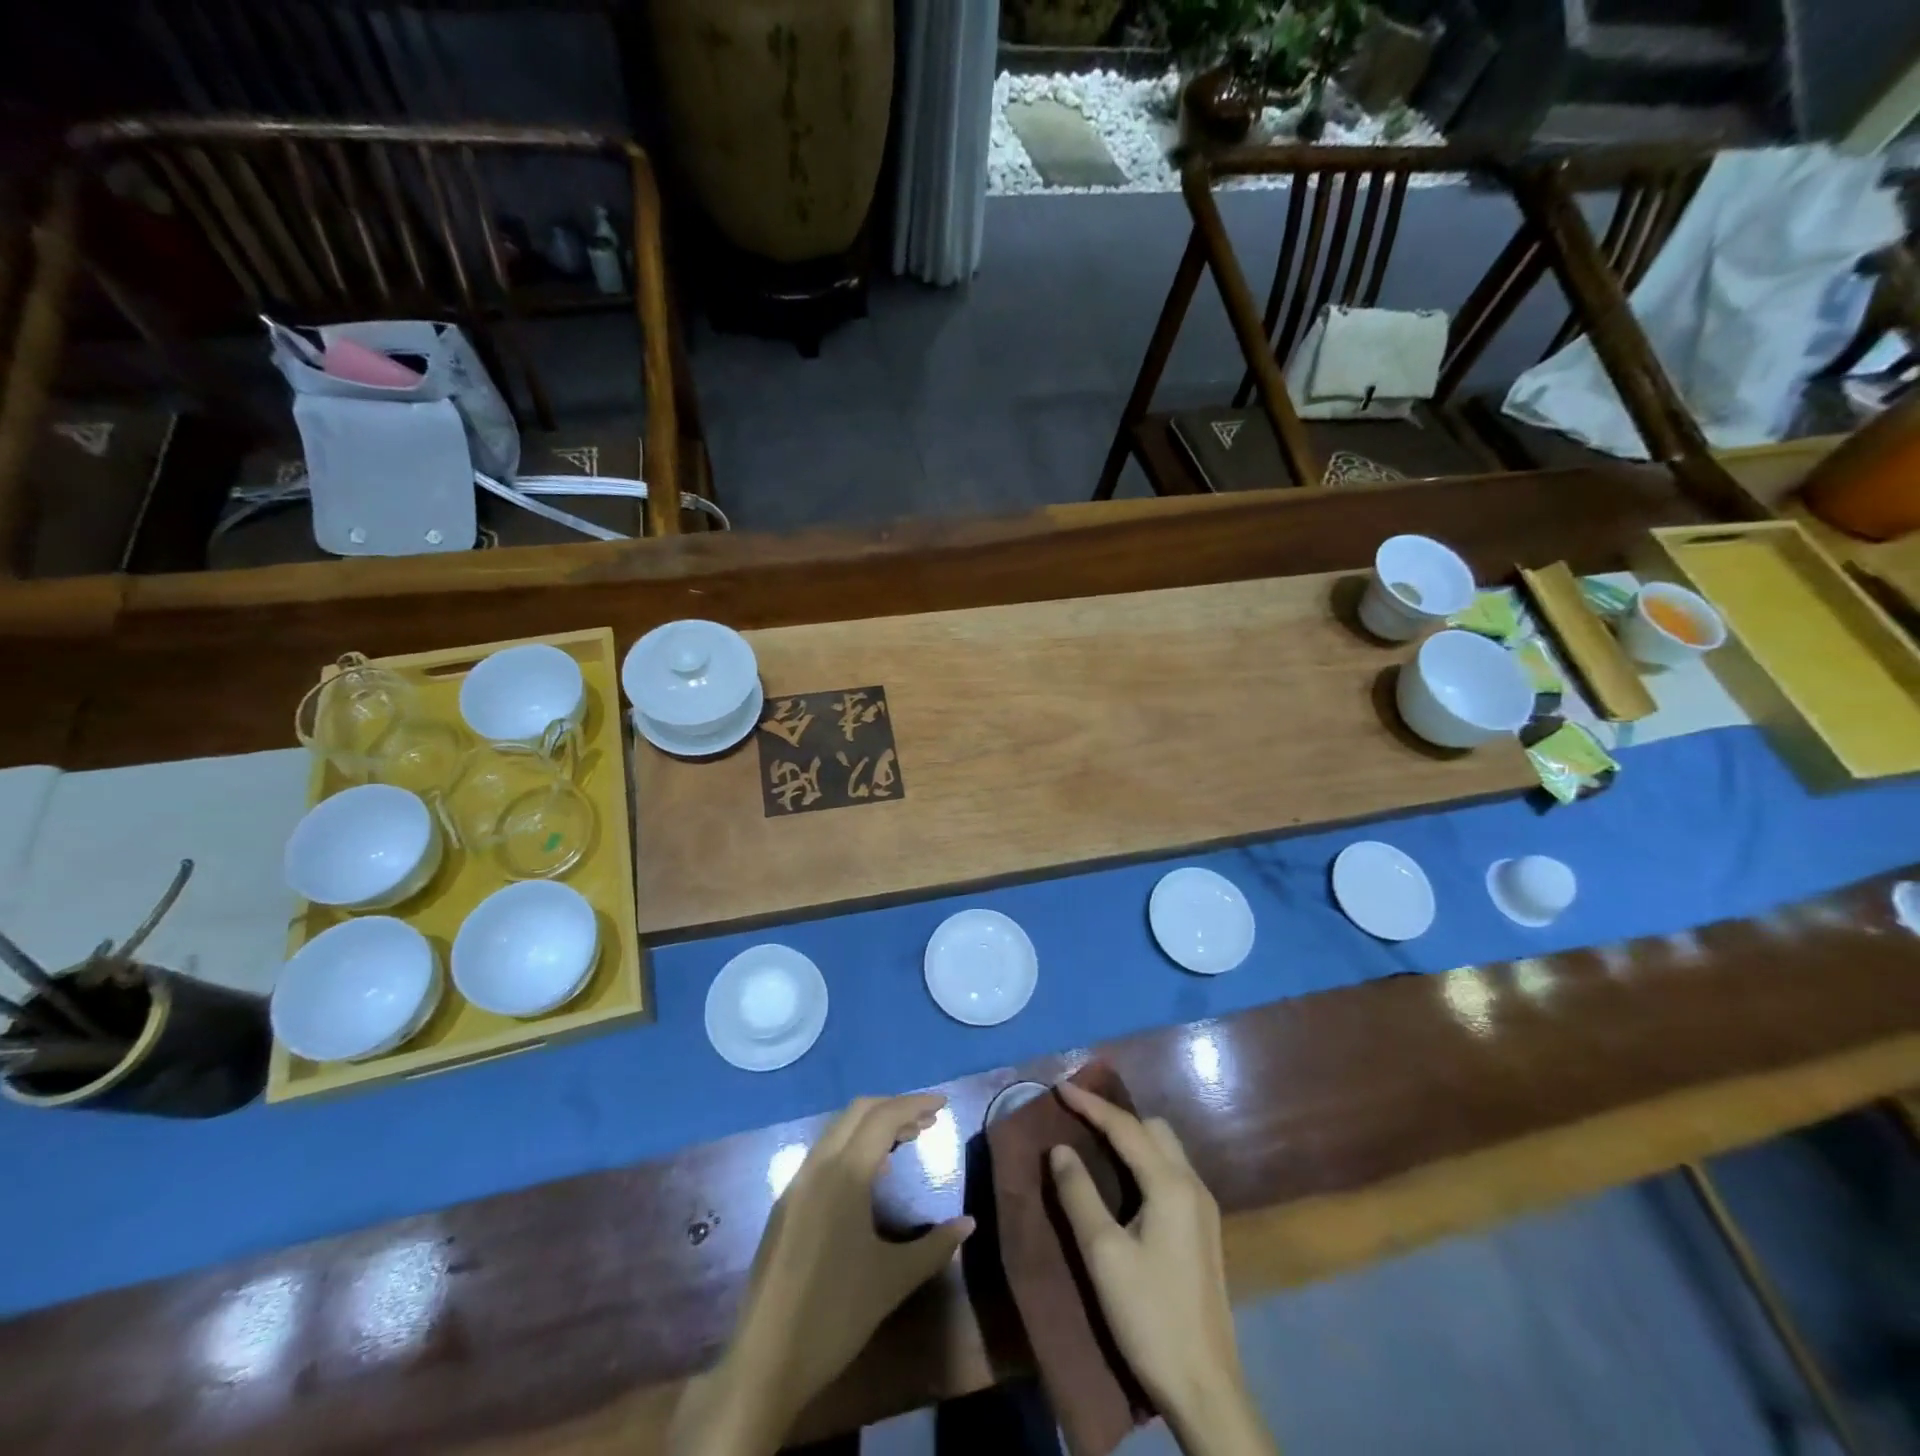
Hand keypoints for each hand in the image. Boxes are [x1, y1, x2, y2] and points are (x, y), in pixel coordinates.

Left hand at [669, 1094, 973, 1455]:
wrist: (765, 1362)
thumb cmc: (836, 1316)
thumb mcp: (894, 1280)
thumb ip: (936, 1247)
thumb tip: (969, 1223)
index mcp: (845, 1174)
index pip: (884, 1118)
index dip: (915, 1104)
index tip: (943, 1103)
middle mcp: (818, 1166)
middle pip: (858, 1112)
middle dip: (895, 1108)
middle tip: (928, 1121)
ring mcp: (797, 1184)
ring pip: (838, 1130)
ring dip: (872, 1126)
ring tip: (905, 1141)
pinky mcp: (786, 1204)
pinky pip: (824, 1154)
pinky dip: (853, 1146)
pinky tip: (871, 1174)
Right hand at [1050, 1082, 1272, 1455]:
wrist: (1206, 1389)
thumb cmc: (1150, 1317)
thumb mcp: (1103, 1255)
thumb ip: (1079, 1194)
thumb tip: (1059, 1149)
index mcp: (1170, 1185)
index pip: (1125, 1128)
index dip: (1091, 1105)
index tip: (1060, 1087)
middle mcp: (1193, 1186)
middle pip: (1153, 1129)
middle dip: (1115, 1117)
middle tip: (1078, 1117)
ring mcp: (1204, 1210)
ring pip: (1166, 1150)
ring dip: (1132, 1138)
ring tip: (1095, 1142)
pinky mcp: (1204, 1231)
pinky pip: (1171, 1173)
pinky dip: (1145, 1161)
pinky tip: (1124, 1181)